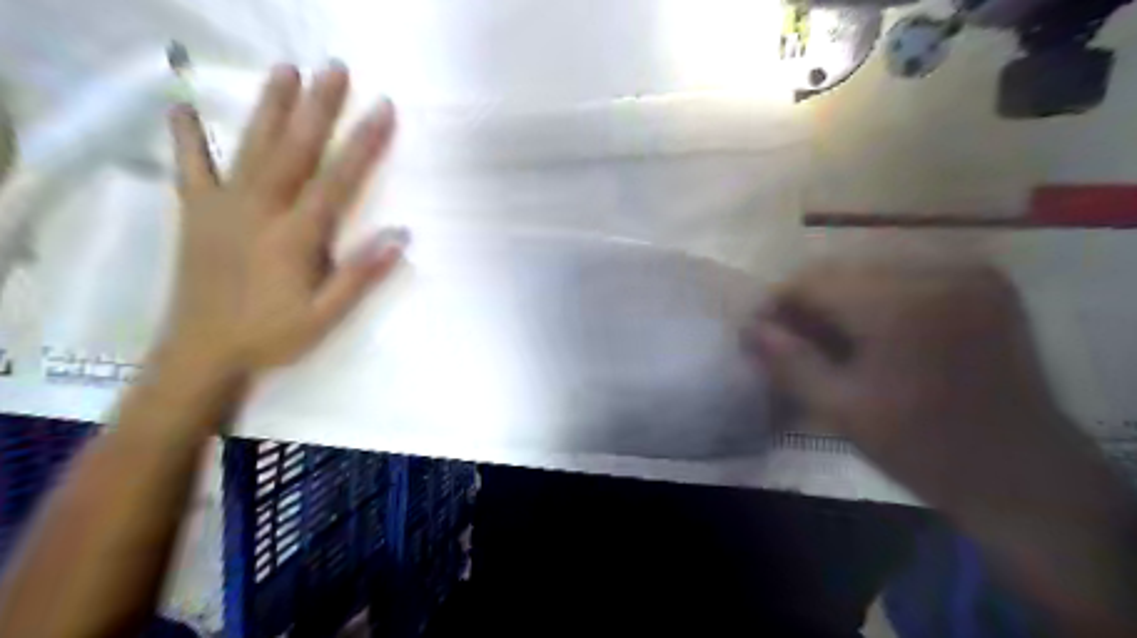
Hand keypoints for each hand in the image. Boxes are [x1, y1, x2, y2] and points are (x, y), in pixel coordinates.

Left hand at [165, 60, 403, 374]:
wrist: (202, 352)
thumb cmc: (273, 336)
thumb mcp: (326, 317)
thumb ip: (361, 275)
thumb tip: (400, 236)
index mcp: (296, 237)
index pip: (337, 180)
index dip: (363, 143)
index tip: (382, 109)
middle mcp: (260, 211)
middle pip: (294, 150)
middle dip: (318, 108)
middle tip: (334, 69)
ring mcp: (223, 208)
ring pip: (250, 148)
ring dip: (270, 107)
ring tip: (285, 71)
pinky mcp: (196, 213)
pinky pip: (191, 169)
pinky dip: (187, 138)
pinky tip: (182, 109)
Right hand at [749, 253, 1077, 507]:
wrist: (1023, 475)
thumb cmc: (923, 448)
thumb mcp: (841, 409)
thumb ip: (787, 362)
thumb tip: (748, 327)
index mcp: (902, 306)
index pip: (813, 281)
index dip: (778, 303)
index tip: (762, 333)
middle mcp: (938, 272)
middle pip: (842, 271)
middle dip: (809, 304)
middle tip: (793, 341)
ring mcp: (968, 272)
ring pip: (871, 271)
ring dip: (841, 301)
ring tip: (830, 341)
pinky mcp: (984, 283)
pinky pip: (906, 276)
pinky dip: (876, 299)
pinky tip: (871, 334)